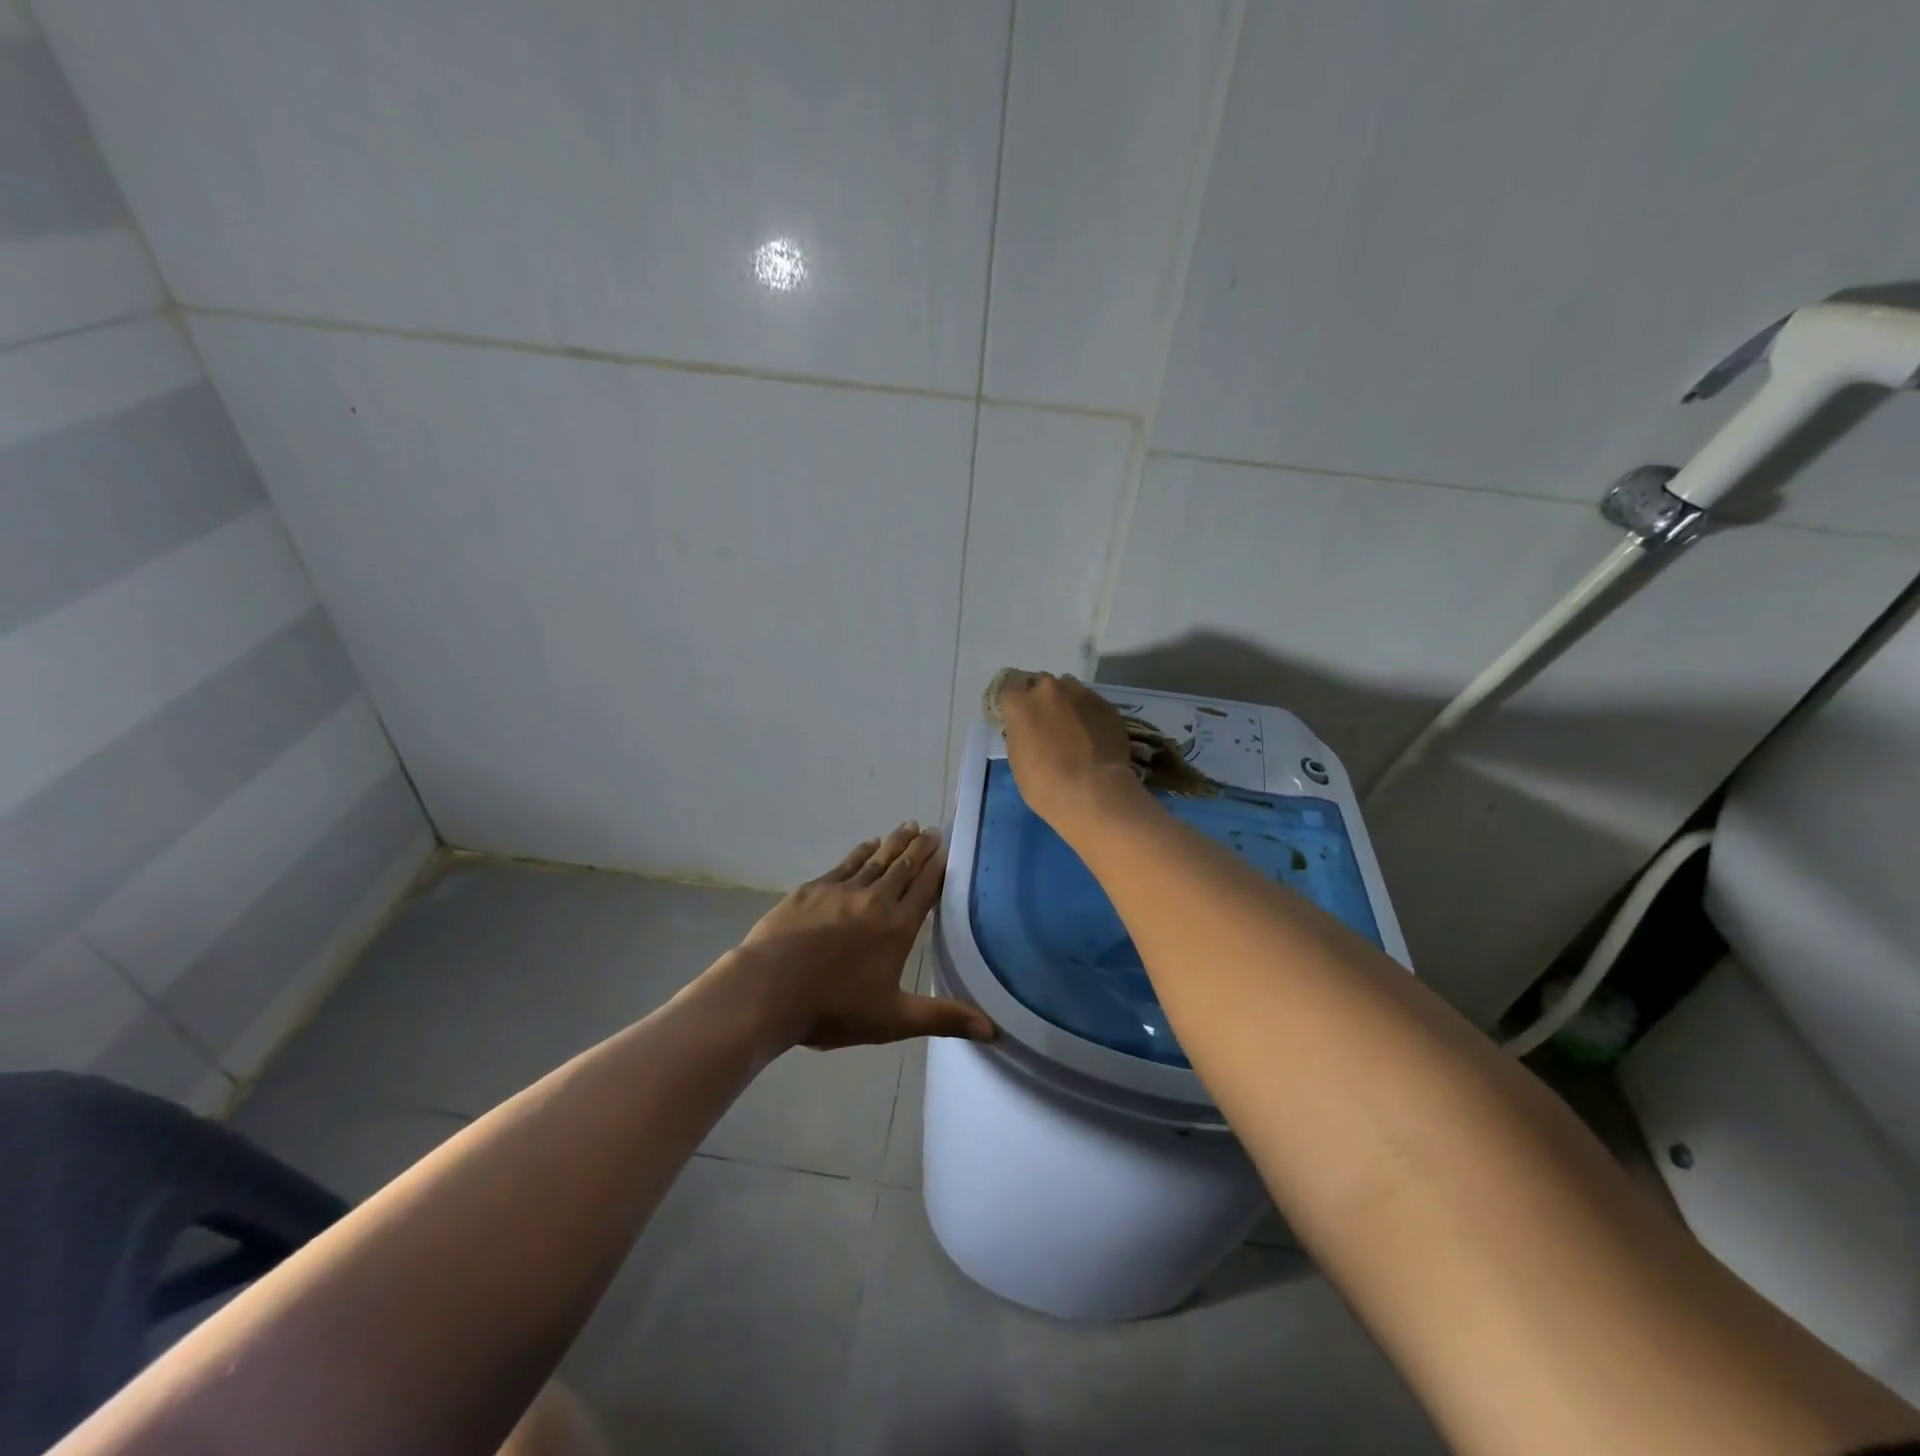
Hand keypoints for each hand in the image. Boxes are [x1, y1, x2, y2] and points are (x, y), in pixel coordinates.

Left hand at [724, 823, 995, 1050]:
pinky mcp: (813, 889)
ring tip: (908, 826)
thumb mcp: (893, 1020)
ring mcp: (841, 891)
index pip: (925, 889)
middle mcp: (874, 900)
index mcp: (897, 928)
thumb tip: (993, 1030)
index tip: (947, 849)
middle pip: (903, 867)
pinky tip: (868, 844)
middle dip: (920, 847)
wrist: (769, 989)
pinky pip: (844, 864)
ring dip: (894, 842)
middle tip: (932, 829)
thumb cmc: (834, 1008)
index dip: (938, 868)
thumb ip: (943, 1018)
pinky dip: (860, 852)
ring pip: (876, 860)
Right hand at [996, 672, 1147, 830]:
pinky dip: (1089, 715)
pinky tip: (1093, 736)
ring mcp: (1080, 694)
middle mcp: (1048, 689)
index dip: (1015, 703)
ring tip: (1073, 729)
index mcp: (1020, 703)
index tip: (1019, 718)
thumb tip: (1030, 729)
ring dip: (1067, 703)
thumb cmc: (1044, 784)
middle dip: (1042, 700)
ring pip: (1069, 689)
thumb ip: (1020, 733)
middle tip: (1047, 724)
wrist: (1093, 792)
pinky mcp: (1106, 704)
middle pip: (1040, 684)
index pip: (1009, 688)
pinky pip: (1091, 703)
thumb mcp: (1018, 759)